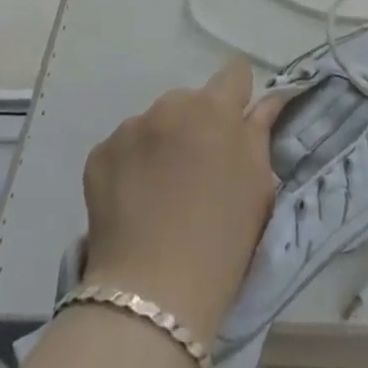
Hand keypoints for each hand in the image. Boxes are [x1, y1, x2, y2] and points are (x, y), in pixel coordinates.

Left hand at [81, 61, 285, 342]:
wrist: (153, 295)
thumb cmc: (222, 241)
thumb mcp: (259, 186)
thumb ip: (260, 132)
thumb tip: (268, 100)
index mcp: (215, 108)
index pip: (235, 72)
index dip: (239, 96)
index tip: (236, 126)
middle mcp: (171, 104)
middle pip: (191, 101)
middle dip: (197, 125)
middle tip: (198, 172)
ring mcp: (130, 127)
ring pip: (155, 123)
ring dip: (162, 143)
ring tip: (162, 193)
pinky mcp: (99, 153)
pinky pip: (123, 147)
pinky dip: (131, 166)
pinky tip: (134, 203)